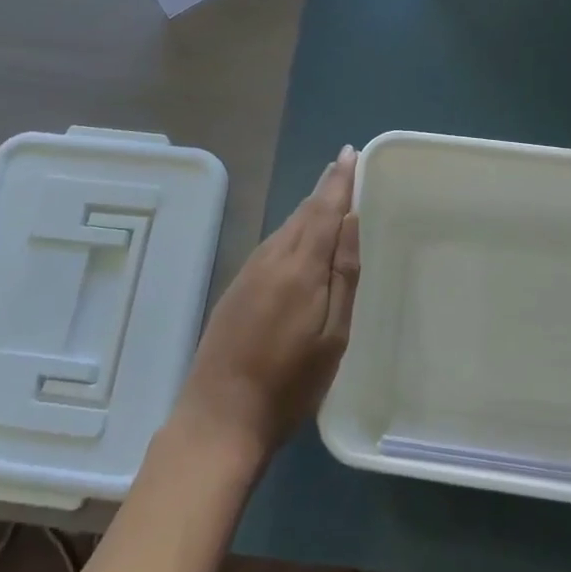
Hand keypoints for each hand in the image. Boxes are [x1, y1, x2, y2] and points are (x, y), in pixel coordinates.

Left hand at [173, 147, 360, 462]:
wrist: (219, 417)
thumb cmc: (290, 385)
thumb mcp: (333, 336)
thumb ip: (343, 275)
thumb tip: (351, 220)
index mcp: (300, 267)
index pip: (324, 210)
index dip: (339, 181)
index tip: (351, 154)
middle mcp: (271, 259)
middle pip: (303, 213)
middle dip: (325, 188)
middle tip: (345, 167)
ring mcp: (249, 273)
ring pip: (286, 228)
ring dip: (308, 208)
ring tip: (329, 194)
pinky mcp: (236, 288)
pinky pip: (272, 245)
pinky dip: (292, 230)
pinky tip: (300, 237)